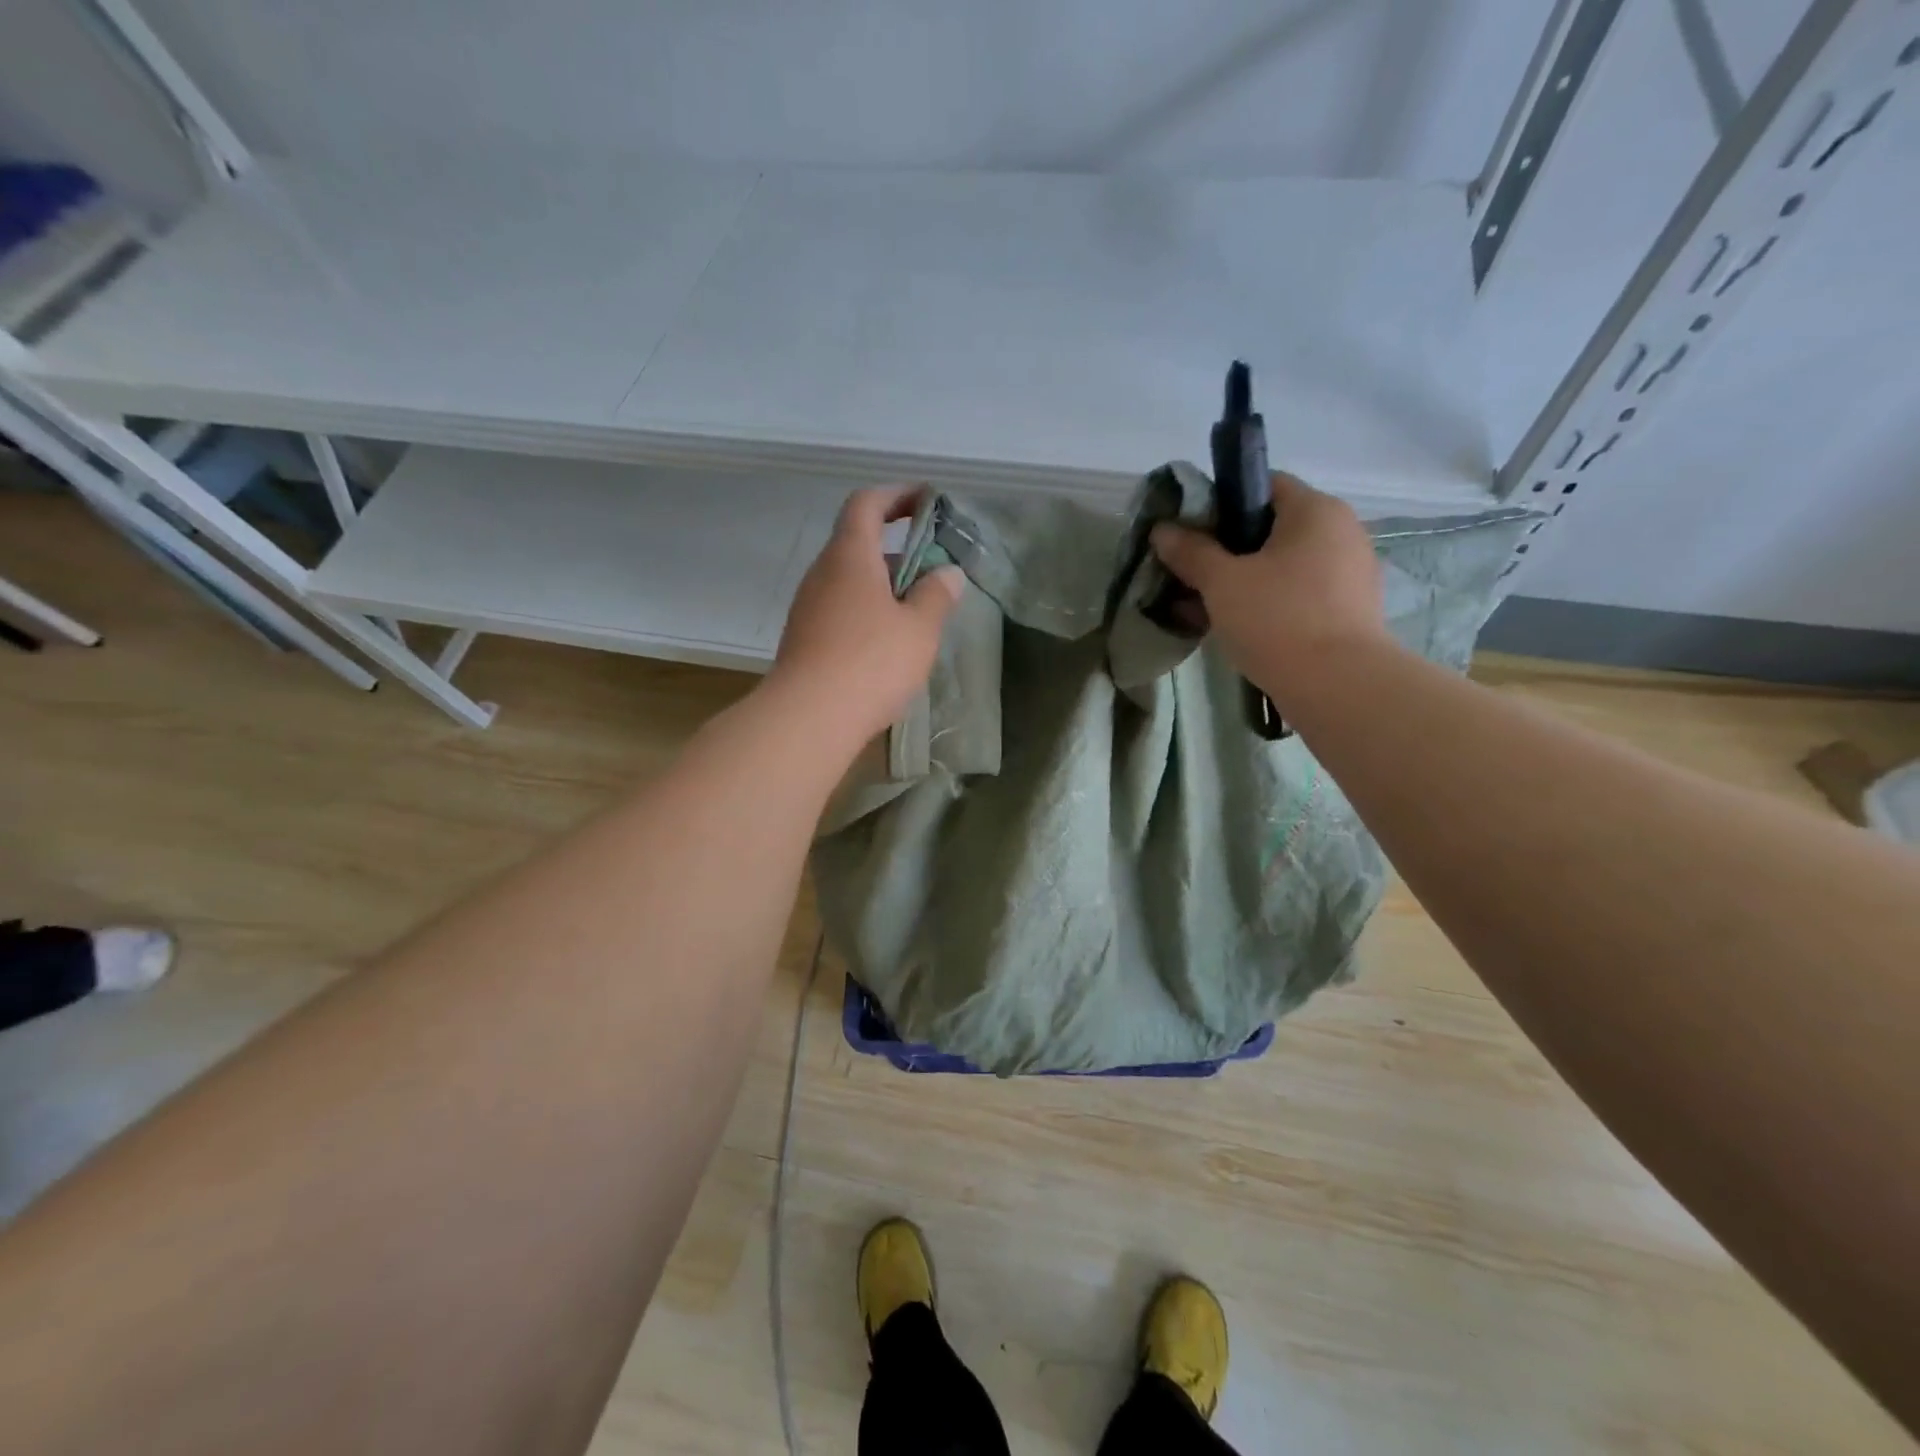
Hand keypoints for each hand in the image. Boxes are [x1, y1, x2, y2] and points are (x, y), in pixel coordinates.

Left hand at [769, 486, 963, 751]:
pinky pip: (840, 611)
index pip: (866, 504)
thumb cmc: (870, 662)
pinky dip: (867, 613)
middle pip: (858, 544)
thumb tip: (947, 573)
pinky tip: (888, 645)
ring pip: (849, 582)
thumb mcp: (919, 628)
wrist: (808, 718)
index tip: (926, 501)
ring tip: (917, 612)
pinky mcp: (804, 639)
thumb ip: (936, 595)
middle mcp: (822, 573)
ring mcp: (808, 608)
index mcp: (849, 556)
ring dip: (883, 586)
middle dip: (897, 550)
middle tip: (933, 570)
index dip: (896, 495)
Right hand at [1149, 472, 1386, 690]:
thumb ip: (1191, 552)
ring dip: (1245, 581)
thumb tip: (1163, 530)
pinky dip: (1269, 603)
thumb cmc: (1277, 619)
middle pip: (1272, 528)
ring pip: (1284, 565)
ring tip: (1207, 608)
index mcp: (1315, 509)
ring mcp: (1350, 572)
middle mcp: (1341, 531)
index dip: (1221, 503)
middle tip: (1192, 576)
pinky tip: (1239, 628)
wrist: (1339, 686)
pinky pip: (1299, 593)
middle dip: (1227, 550)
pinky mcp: (1350, 609)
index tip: (1191, 535)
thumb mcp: (1222, 583)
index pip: (1263, 485)